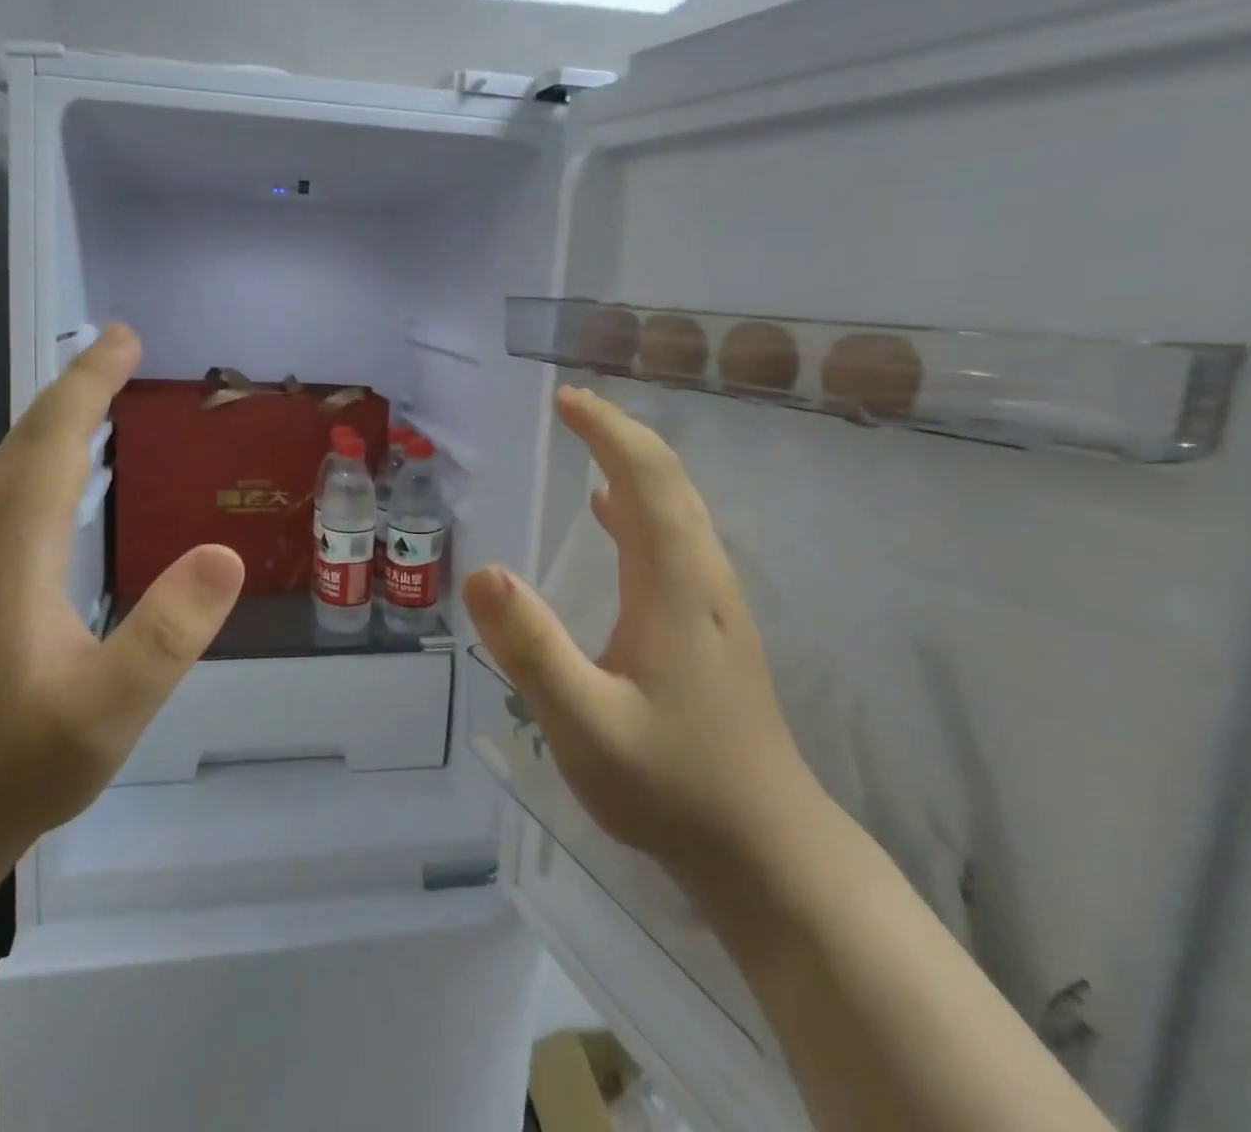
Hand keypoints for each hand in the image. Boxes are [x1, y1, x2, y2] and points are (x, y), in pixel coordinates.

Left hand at [0, 324, 243, 877]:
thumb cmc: (17, 768)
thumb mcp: (110, 710)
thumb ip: (168, 634)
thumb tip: (225, 553)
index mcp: (14, 557)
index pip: (53, 445)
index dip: (90, 385)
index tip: (125, 339)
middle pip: (26, 442)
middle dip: (76, 385)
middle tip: (123, 347)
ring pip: (11, 465)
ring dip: (56, 417)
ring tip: (101, 392)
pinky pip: (10, 493)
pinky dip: (44, 456)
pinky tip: (68, 474)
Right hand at [463, 387, 819, 885]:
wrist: (767, 850)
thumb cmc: (673, 786)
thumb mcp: (584, 725)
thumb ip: (532, 648)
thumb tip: (483, 570)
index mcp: (675, 583)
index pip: (645, 477)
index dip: (606, 430)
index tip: (565, 399)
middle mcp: (701, 577)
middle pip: (668, 480)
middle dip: (619, 432)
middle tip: (570, 406)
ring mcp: (712, 601)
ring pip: (676, 507)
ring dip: (632, 462)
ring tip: (586, 439)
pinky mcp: (709, 625)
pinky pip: (673, 539)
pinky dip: (639, 505)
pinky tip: (608, 514)